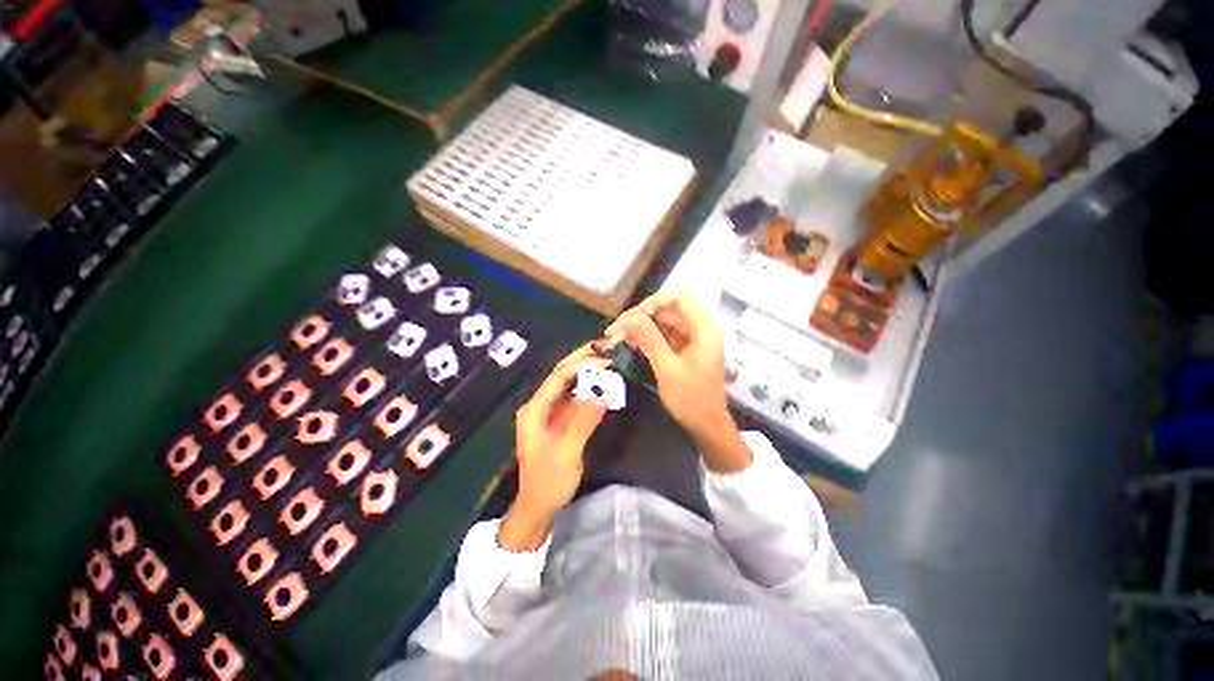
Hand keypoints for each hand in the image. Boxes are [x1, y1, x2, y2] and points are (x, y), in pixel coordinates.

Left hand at [499, 344, 608, 550]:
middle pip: (561, 375)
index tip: (606, 358)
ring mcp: (549, 413)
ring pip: (568, 385)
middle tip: (606, 348)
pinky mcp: (558, 422)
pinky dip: (588, 389)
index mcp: (535, 409)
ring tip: (607, 360)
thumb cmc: (548, 482)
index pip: (558, 377)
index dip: (581, 364)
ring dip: (586, 372)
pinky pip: (574, 399)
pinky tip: (601, 384)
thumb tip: (602, 392)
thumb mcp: (567, 452)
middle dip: (582, 360)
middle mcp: (539, 406)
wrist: (537, 508)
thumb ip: (583, 421)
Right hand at [604, 290, 751, 472]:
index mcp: (704, 328)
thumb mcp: (667, 369)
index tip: (632, 318)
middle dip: (641, 316)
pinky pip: (664, 334)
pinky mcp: (685, 348)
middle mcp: (700, 328)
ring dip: (641, 326)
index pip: (678, 297)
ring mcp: (693, 338)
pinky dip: (648, 336)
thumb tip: (630, 318)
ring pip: (663, 321)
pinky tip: (630, 342)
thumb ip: (650, 339)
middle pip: (668, 308)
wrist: (706, 426)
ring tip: (617, 336)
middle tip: (616, 329)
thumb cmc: (691, 399)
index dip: (653, 302)